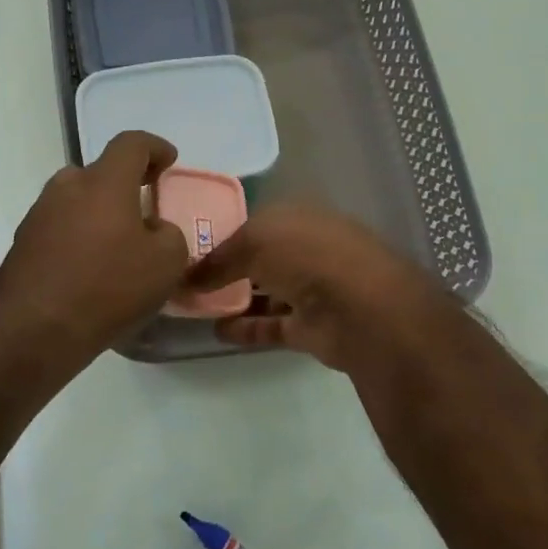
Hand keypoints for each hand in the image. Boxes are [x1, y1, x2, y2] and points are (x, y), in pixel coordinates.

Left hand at [0, 131, 190, 366]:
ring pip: (77, 201)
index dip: (155, 147)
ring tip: (116, 247)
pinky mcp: (22, 243)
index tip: (169, 161)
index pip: (131, 143)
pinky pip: (60, 228)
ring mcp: (38, 214)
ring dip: (99, 214)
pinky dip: (78, 238)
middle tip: (142, 212)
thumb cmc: (108, 288)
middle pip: (100, 173)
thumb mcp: (166, 264)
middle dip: (124, 186)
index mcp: (104, 182)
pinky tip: (90, 270)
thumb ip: (170, 235)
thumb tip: (153, 230)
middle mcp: (66, 187)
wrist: (34, 331)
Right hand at [185, 204, 448, 371]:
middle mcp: (308, 249)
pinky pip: (271, 325)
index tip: (190, 247)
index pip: (256, 223)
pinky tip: (216, 331)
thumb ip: (218, 260)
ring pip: (267, 292)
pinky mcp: (311, 327)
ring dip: (235, 298)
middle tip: (187, 279)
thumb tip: (187, 278)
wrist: (361, 308)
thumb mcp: (254, 242)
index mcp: (299, 217)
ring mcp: (312, 289)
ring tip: (195, 306)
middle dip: (229, 267)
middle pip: (262, 258)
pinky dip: (246, 328)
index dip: (225, 233)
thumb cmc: (307, 256)